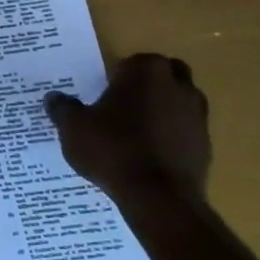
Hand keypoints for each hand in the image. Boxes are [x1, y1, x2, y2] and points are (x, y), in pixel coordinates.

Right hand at [46, 53, 211, 199]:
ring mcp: (197, 114)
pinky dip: (170, 136)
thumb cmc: (112, 149)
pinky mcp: (205, 143)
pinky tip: (148, 155)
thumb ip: (63, 108)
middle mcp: (178, 85)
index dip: (115, 77)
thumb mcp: (73, 128)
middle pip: (162, 76)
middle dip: (145, 86)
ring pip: (177, 102)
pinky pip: (184, 131)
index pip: (131, 63)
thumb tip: (53, 97)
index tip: (101, 95)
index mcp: (146, 72)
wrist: (158, 196)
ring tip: (134, 133)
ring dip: (160, 110)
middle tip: (120, 107)